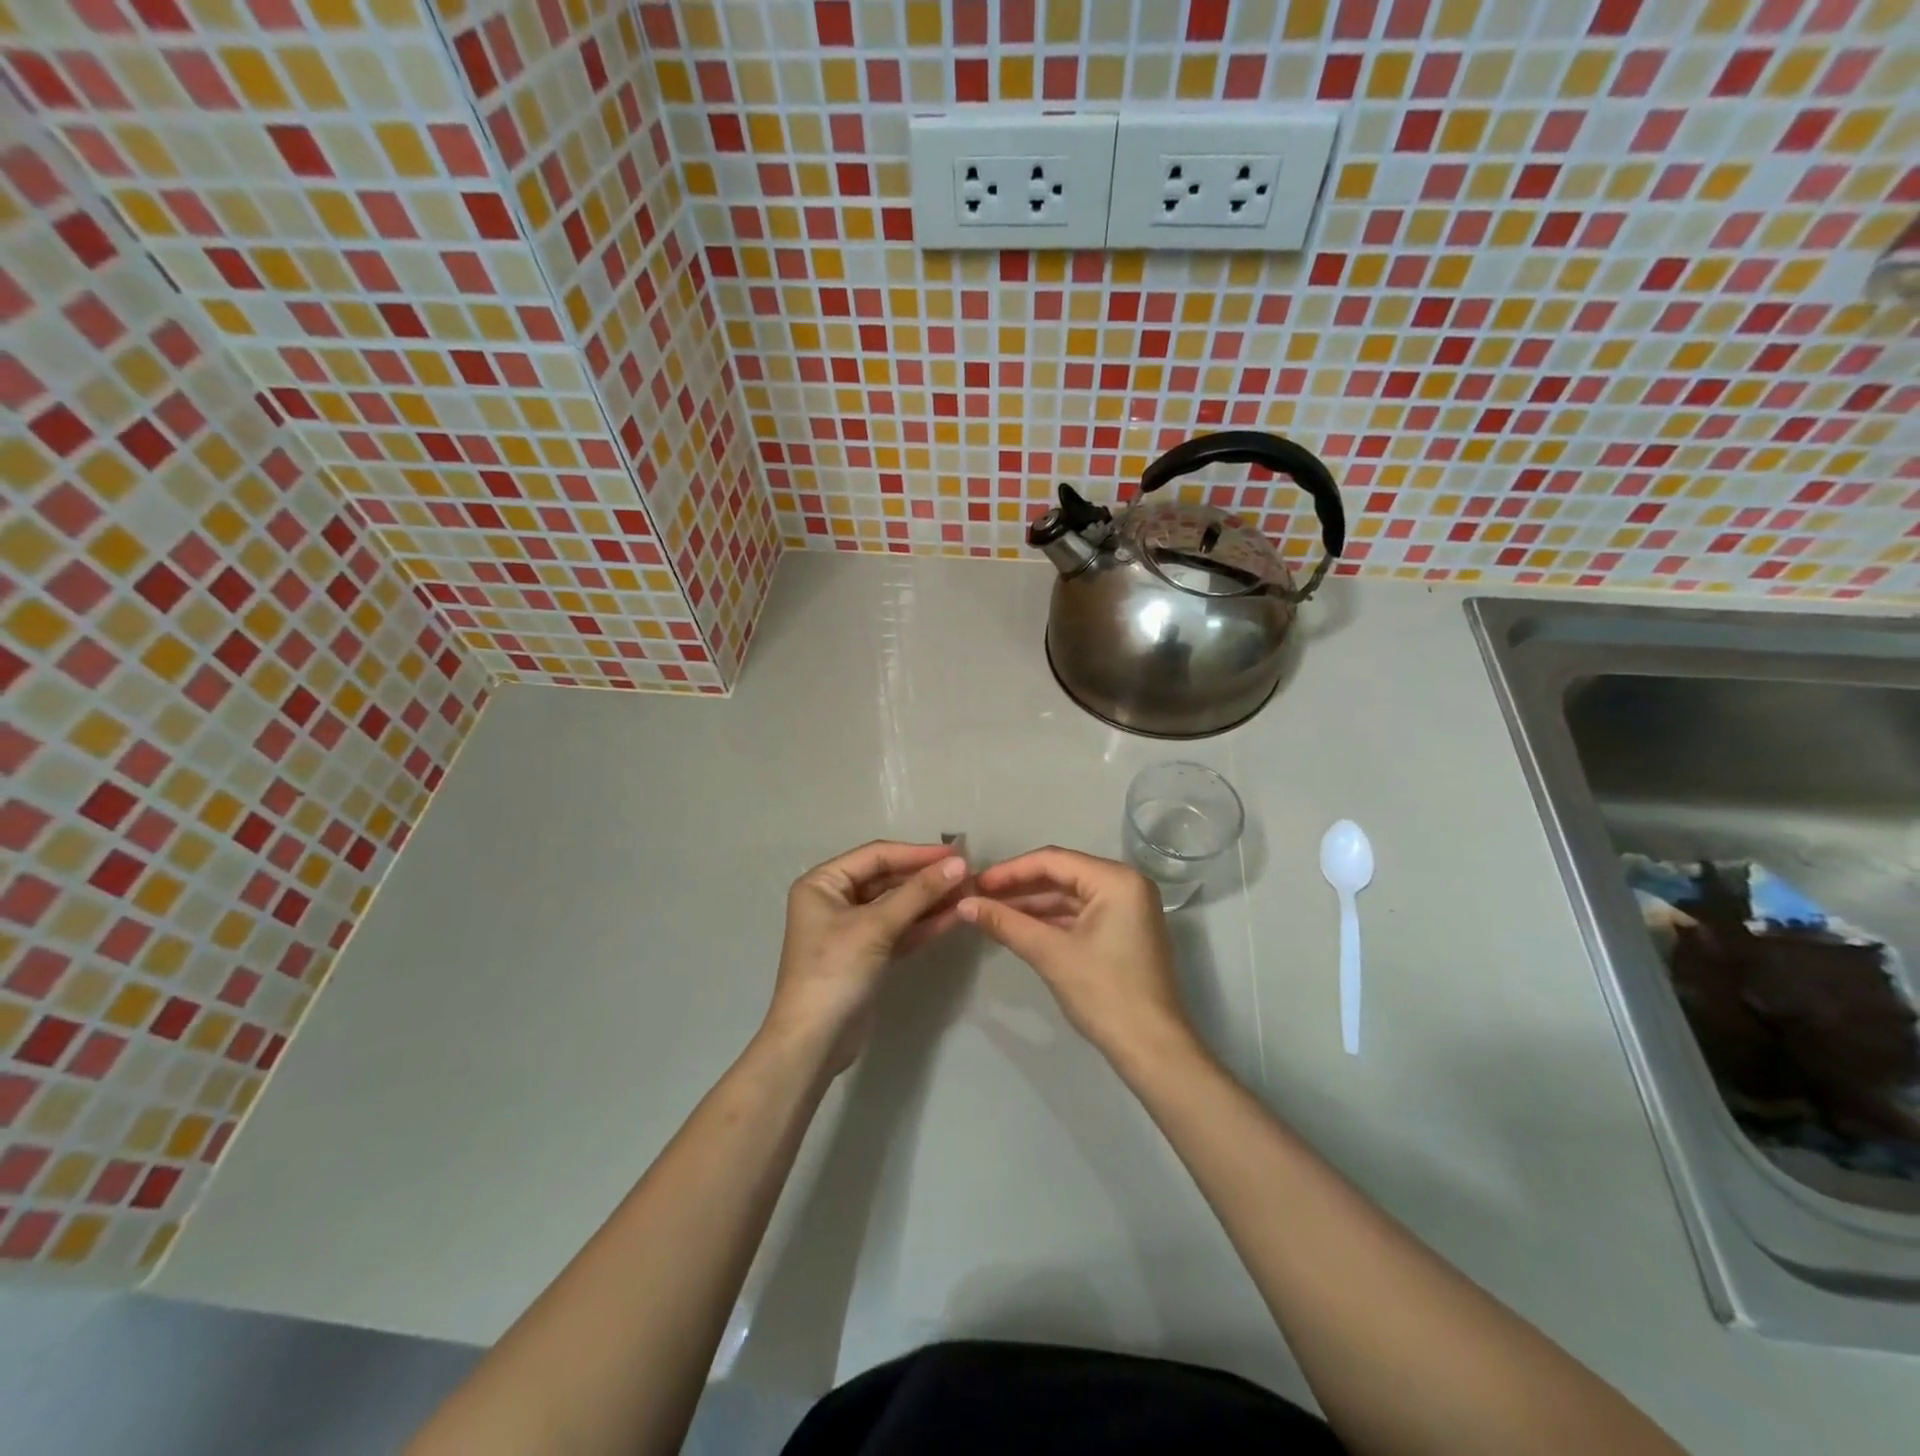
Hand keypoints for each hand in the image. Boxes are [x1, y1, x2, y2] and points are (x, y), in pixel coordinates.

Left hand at [764, 841, 967, 1072]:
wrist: (814, 1043)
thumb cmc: (835, 971)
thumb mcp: (876, 927)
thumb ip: (918, 893)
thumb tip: (960, 863)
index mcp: (823, 883)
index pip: (876, 856)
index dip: (917, 853)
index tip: (957, 853)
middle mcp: (834, 899)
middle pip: (887, 879)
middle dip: (926, 878)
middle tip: (968, 873)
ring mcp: (851, 928)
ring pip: (896, 905)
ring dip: (930, 900)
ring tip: (969, 892)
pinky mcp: (867, 954)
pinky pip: (899, 929)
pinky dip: (924, 924)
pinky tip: (955, 917)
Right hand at [959, 847, 1195, 1063]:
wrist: (1152, 1049)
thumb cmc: (1104, 993)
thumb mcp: (1050, 954)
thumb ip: (1006, 923)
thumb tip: (964, 904)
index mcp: (1116, 880)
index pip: (1053, 860)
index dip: (1010, 870)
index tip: (975, 883)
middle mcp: (1125, 884)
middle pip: (1062, 874)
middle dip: (1019, 886)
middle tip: (978, 896)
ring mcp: (1127, 908)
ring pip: (1069, 895)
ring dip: (1031, 904)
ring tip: (990, 910)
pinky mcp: (1122, 930)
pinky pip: (1080, 913)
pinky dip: (1050, 919)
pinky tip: (1018, 925)